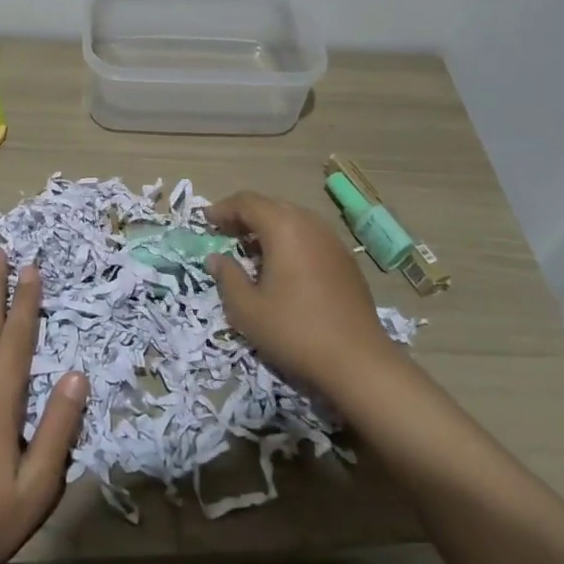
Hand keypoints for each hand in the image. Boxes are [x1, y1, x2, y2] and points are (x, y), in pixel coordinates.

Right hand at [207, 191, 396, 398]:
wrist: (358, 361)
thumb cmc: (294, 331)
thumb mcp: (247, 309)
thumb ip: (227, 277)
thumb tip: (216, 258)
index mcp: (283, 227)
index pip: (247, 202)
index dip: (222, 209)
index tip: (205, 220)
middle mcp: (310, 224)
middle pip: (271, 206)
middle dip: (245, 216)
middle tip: (224, 233)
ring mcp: (332, 241)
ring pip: (293, 220)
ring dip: (268, 228)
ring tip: (251, 250)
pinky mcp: (346, 261)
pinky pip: (310, 237)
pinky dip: (290, 241)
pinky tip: (283, 267)